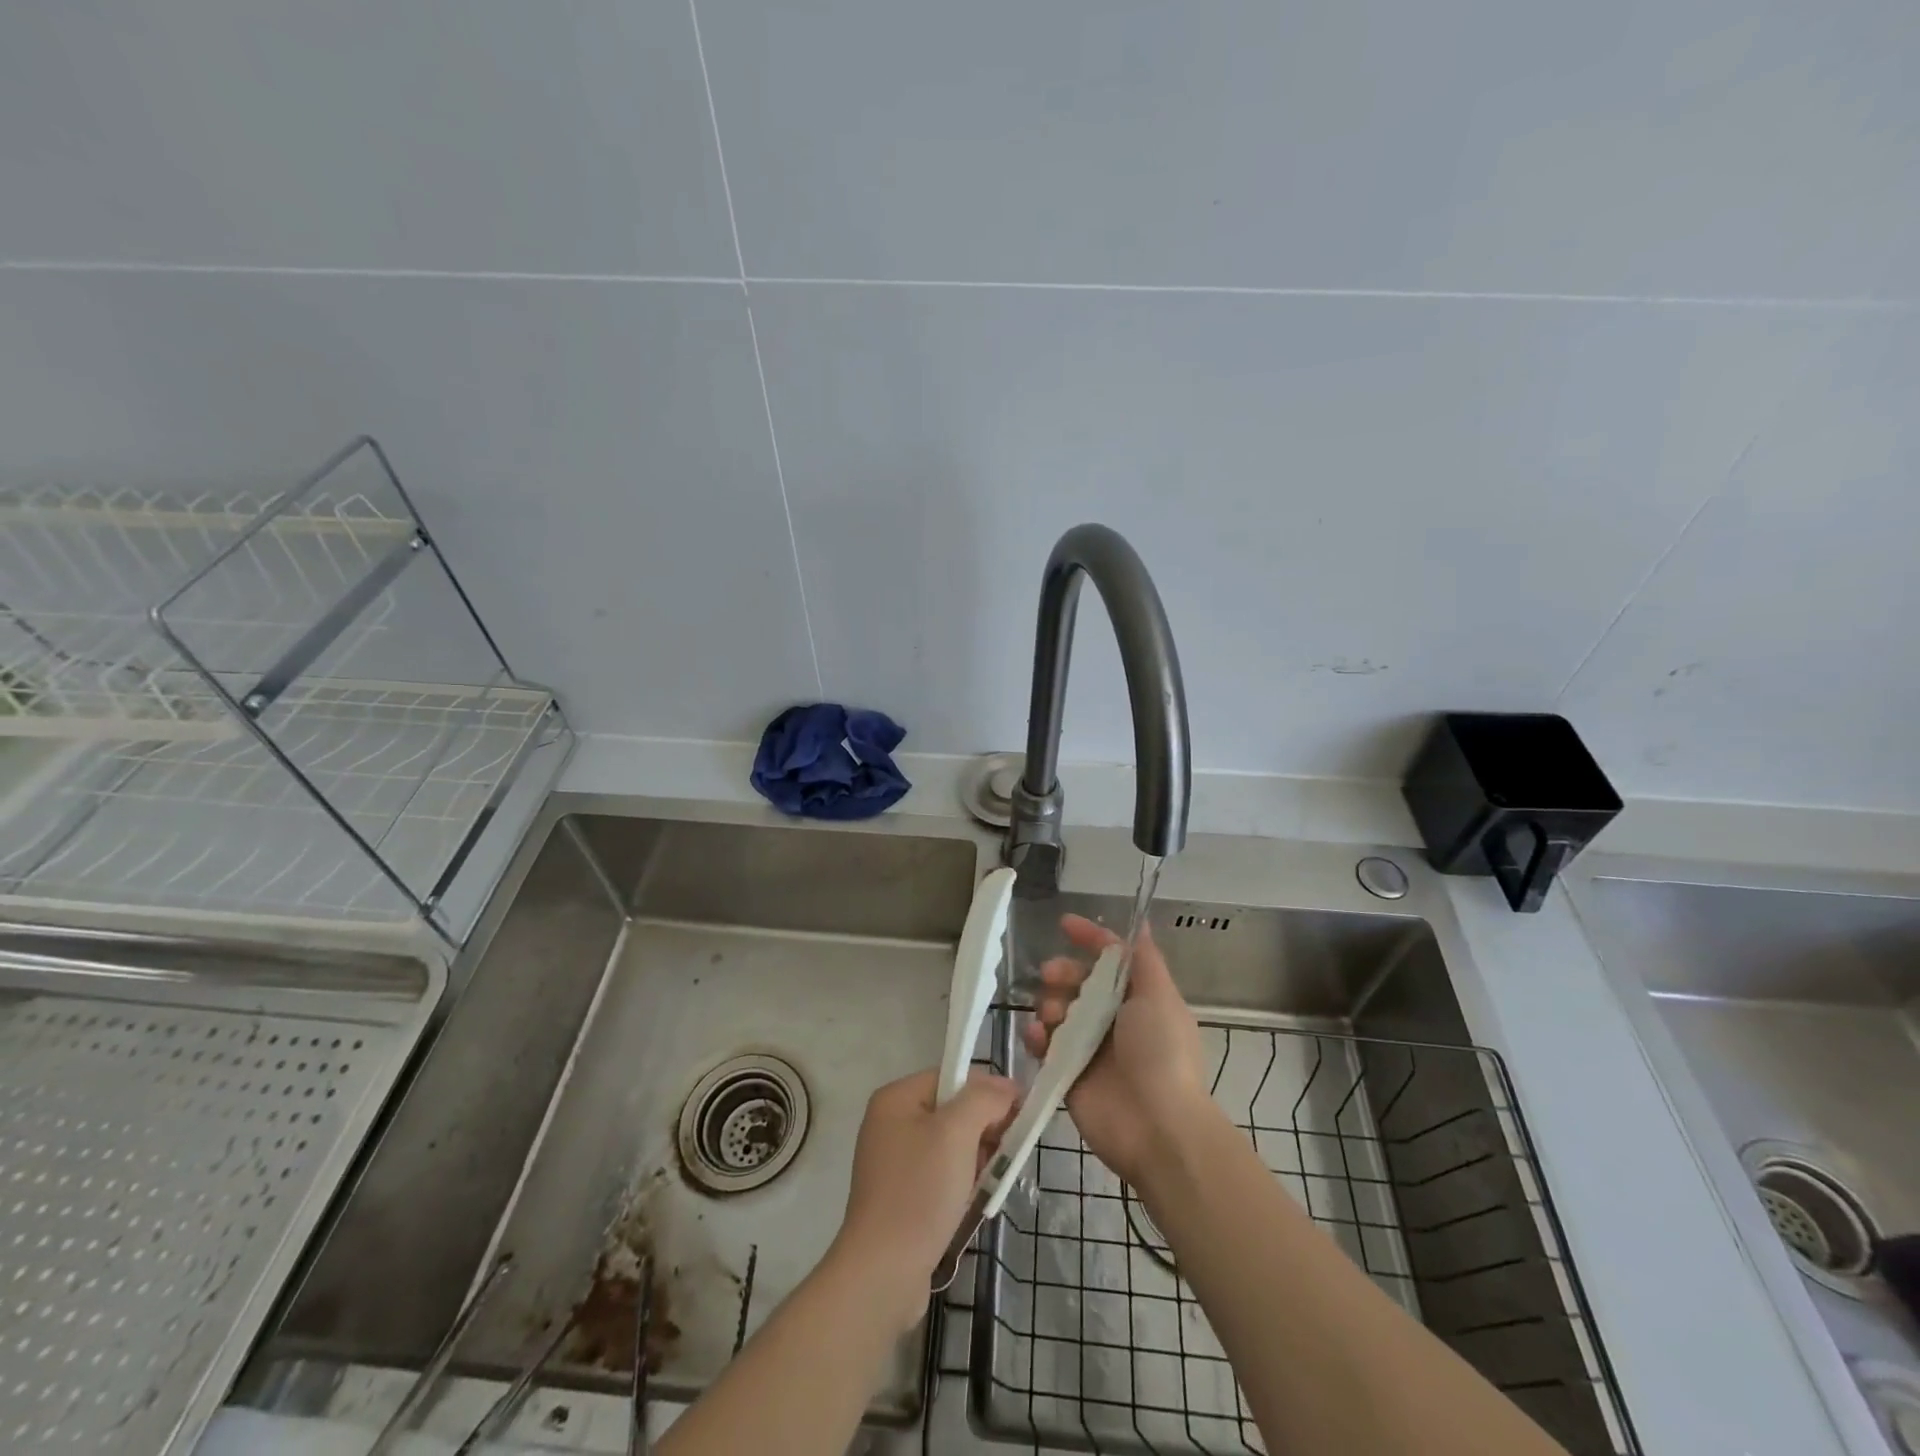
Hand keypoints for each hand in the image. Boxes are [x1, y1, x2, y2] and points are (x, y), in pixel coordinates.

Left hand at [829, 1067, 1017, 1331]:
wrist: (883, 1272)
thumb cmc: (920, 1191)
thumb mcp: (957, 1133)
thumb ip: (984, 1099)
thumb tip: (1006, 1087)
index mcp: (896, 1098)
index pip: (952, 1076)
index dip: (988, 1090)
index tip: (1019, 1114)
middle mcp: (890, 1123)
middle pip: (952, 1110)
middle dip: (984, 1128)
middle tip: (1008, 1152)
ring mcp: (894, 1162)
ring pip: (950, 1145)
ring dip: (977, 1158)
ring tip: (992, 1180)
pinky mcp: (900, 1196)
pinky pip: (941, 1174)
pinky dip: (962, 1182)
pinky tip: (974, 1200)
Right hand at [1025, 913, 1211, 1185]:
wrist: (1157, 1128)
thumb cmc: (1162, 1053)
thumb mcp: (1160, 996)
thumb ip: (1144, 959)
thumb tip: (1141, 922)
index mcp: (1138, 999)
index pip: (1110, 960)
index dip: (1090, 939)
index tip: (1064, 924)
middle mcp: (1113, 1020)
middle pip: (1078, 982)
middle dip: (1062, 972)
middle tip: (1051, 975)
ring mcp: (1089, 1048)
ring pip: (1058, 1011)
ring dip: (1050, 1004)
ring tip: (1053, 1016)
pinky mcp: (1068, 1075)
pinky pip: (1045, 1046)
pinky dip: (1038, 1037)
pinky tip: (1038, 1037)